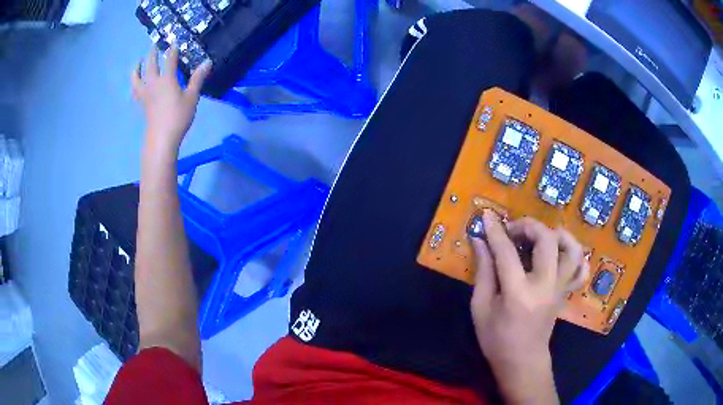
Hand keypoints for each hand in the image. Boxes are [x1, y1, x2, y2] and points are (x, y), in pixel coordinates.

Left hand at [131, 45, 211, 157]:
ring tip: (139, 61)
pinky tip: (136, 82)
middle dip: (153, 53)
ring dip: (137, 67)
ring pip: (137, 76)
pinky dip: (134, 84)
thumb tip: (207, 62)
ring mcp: (145, 93)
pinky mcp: (141, 103)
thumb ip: (198, 78)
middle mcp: (153, 82)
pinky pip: (135, 90)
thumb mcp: (192, 97)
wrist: (161, 138)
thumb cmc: (178, 117)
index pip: (169, 59)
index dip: (172, 49)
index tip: (174, 42)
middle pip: (150, 63)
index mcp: (167, 79)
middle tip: (154, 45)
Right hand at [470, 210, 588, 403]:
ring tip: (538, 236)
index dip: (496, 231)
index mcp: (518, 293)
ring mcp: (560, 287)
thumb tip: (480, 241)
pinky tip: (559, 252)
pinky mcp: (566, 291)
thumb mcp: (480, 308)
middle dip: (528, 226)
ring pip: (571, 248)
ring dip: (555, 234)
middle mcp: (545, 285)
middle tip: (512, 231)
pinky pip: (580, 267)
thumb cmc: (496, 339)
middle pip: (546, 240)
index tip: (487, 215)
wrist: (523, 361)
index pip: (507, 252)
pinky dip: (573, 253)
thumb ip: (483, 272)